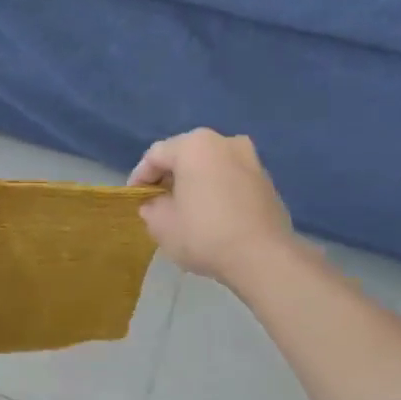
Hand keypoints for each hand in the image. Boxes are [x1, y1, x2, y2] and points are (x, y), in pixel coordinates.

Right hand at [128, 130, 294, 286]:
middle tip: (157, 201)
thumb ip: (151, 207)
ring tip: (184, 209)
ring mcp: (251, 159)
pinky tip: (211, 215)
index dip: (139, 176)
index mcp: (195, 145)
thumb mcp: (161, 225)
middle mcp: (225, 142)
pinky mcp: (267, 180)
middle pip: (186, 155)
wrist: (263, 257)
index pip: (156, 155)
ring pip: (211, 166)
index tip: (133, 197)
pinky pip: (231, 179)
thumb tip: (156, 204)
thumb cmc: (204, 234)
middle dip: (169, 177)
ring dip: (194, 183)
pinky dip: (217, 190)